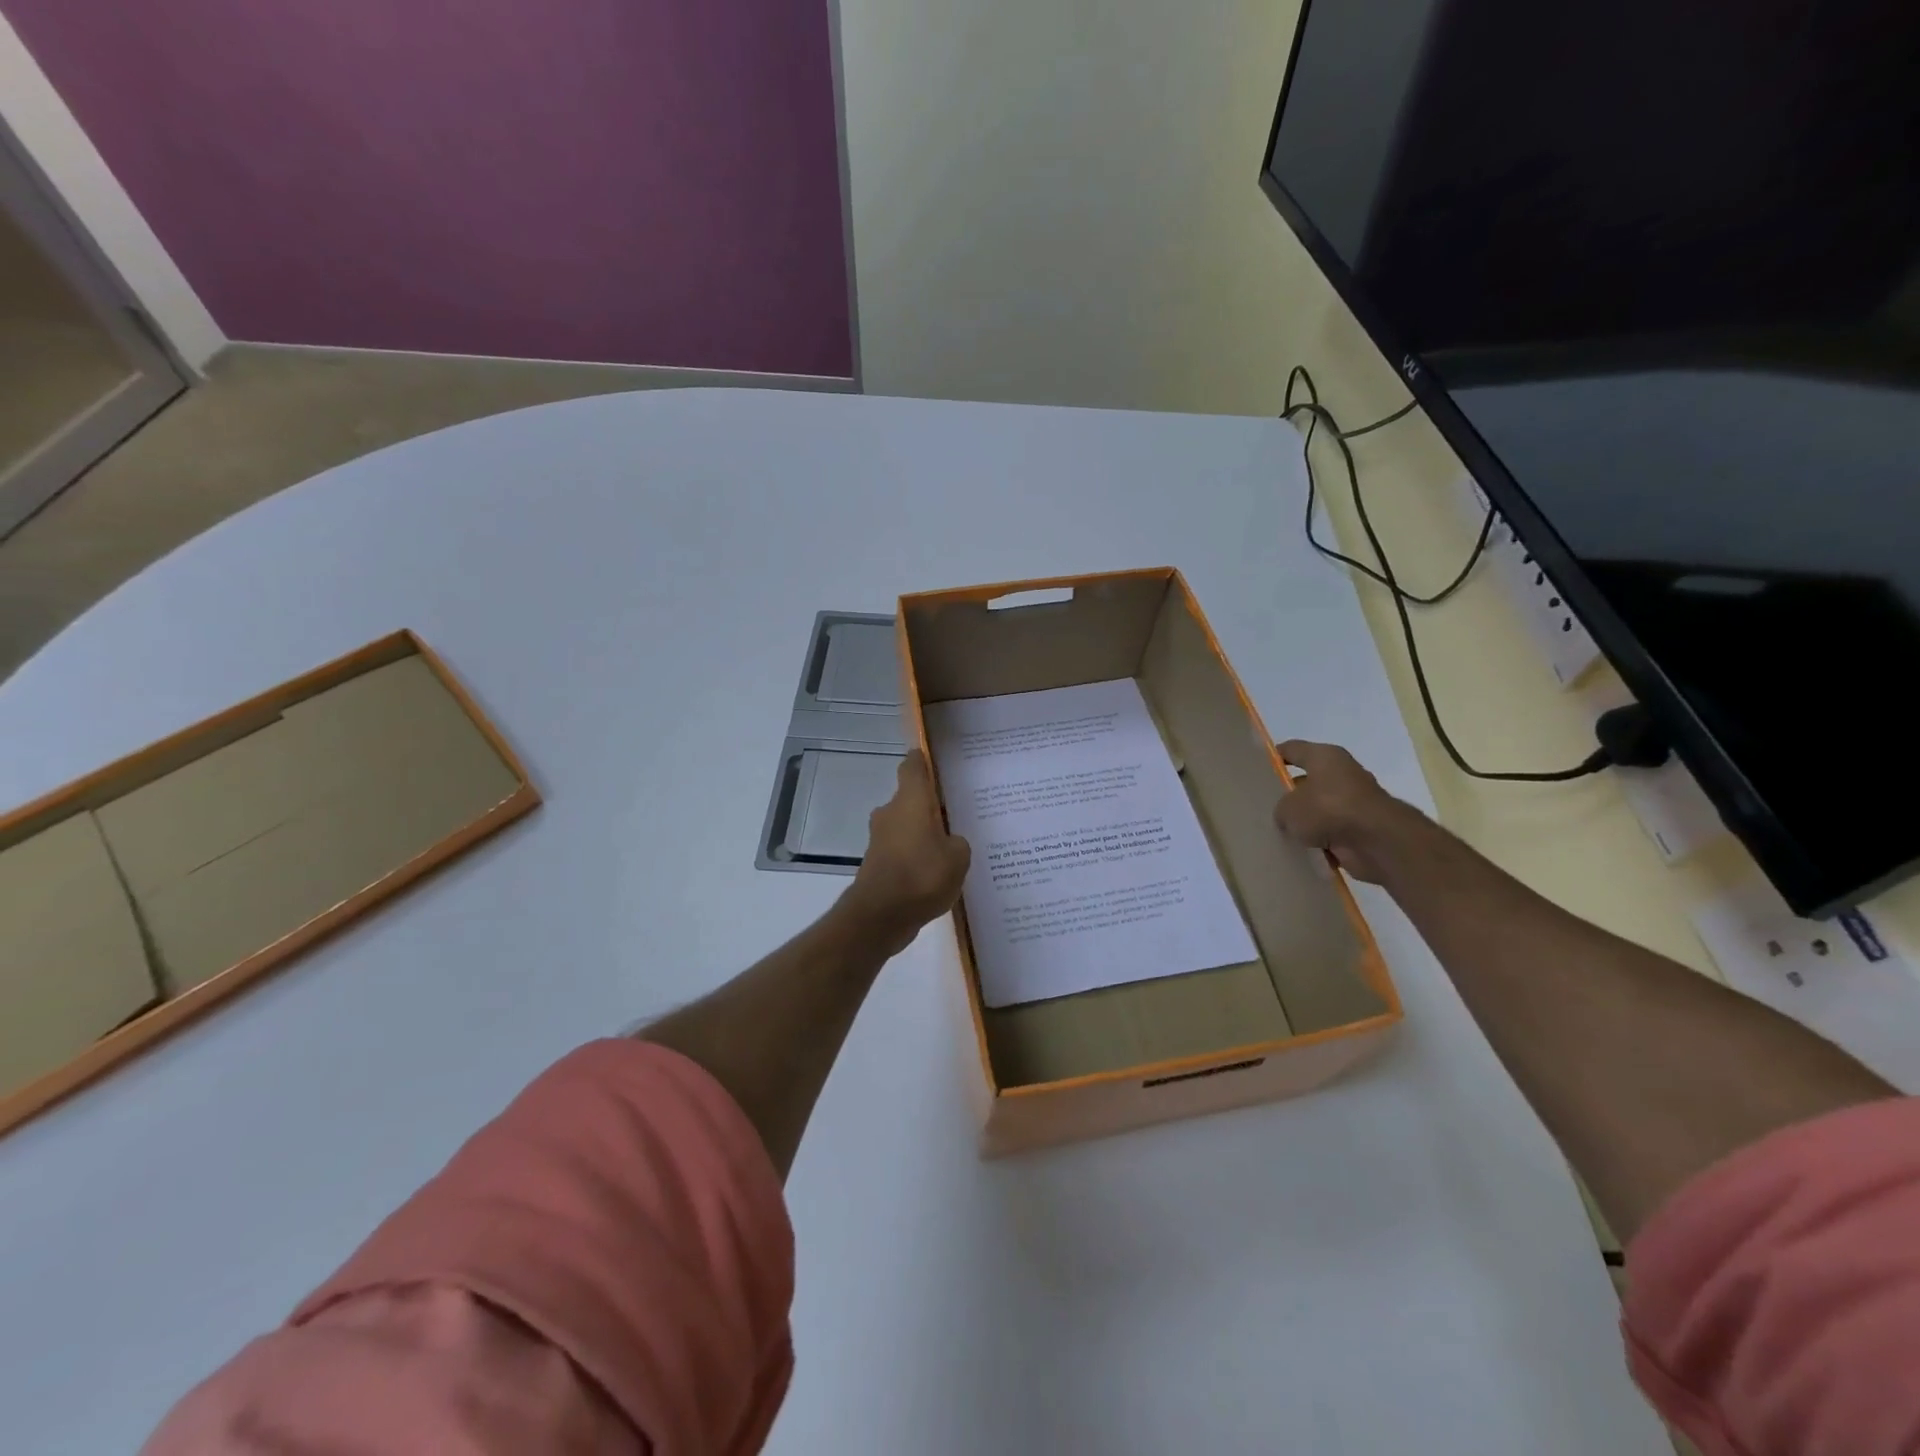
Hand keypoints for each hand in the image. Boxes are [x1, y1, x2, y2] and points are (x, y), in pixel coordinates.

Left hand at [843, 750, 971, 952]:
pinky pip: (902, 851)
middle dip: (931, 806)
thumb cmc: (922, 875)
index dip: (923, 761)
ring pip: (906, 826)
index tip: (935, 761)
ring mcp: (880, 839)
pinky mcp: (877, 863)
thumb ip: (958, 843)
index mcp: (910, 800)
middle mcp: (890, 813)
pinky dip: (916, 857)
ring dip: (923, 834)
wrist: (880, 916)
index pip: (913, 767)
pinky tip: (936, 874)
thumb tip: (949, 842)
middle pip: (911, 799)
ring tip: (951, 848)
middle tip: (958, 815)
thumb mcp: (958, 857)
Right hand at [1273, 740, 1421, 883]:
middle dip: (1287, 794)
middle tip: (1264, 807)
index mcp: (1324, 756)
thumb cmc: (1329, 809)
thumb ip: (1281, 809)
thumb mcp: (1288, 807)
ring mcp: (1353, 801)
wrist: (1377, 841)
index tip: (1256, 771)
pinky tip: (1298, 849)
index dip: (1273, 758)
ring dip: (1304, 821)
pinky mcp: (1360, 827)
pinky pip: (1330, 831)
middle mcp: (1341, 774)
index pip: (1292, 749)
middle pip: (1306, 780)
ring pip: (1318, 808)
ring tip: (1278, 832)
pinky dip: (1318, 840)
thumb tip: (1288, 817)